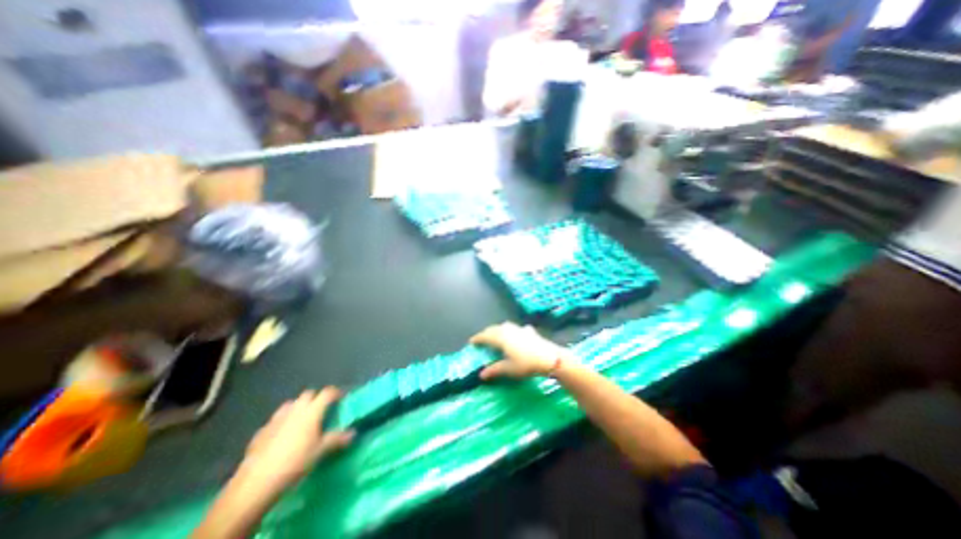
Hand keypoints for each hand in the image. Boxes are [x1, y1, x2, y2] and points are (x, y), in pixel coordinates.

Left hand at [233, 388, 354, 497]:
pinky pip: (276, 419)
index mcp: (312, 410)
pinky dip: (283, 421)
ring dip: (299, 407)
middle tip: (322, 409)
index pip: (327, 393)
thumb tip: (353, 433)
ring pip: (291, 404)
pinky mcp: (261, 431)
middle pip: (309, 394)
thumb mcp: (321, 451)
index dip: (335, 393)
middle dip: (316, 398)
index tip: (341, 398)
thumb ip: (337, 439)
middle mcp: (295, 409)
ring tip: (302, 420)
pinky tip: (283, 435)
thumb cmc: (296, 462)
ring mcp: (276, 418)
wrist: (256, 483)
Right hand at [473, 322, 568, 381]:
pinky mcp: (528, 331)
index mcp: (501, 338)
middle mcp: (508, 330)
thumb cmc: (526, 364)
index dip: (477, 338)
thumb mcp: (509, 369)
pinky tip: (515, 335)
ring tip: (495, 336)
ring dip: (497, 330)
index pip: (485, 336)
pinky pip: (515, 328)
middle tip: (481, 340)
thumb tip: (481, 374)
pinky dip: (511, 331)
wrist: (549, 358)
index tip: (471, 342)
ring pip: (504, 326)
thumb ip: (494, 370)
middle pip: (493, 329)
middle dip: (486, 333)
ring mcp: (519, 329)